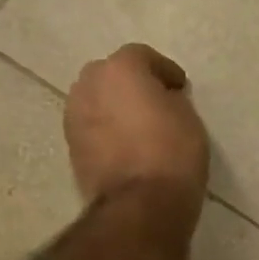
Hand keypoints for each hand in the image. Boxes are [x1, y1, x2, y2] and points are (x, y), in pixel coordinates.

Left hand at [64, 44, 208, 227]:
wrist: (140, 203)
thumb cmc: (172, 153)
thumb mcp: (188, 118)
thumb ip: (170, 99)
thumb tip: (161, 100)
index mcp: (120, 69)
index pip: (142, 56)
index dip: (164, 70)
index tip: (180, 87)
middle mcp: (89, 84)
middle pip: (111, 74)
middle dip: (131, 84)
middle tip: (155, 102)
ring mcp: (74, 116)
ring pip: (97, 100)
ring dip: (115, 107)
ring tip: (138, 126)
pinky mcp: (71, 146)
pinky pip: (92, 127)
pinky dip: (106, 130)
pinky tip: (126, 146)